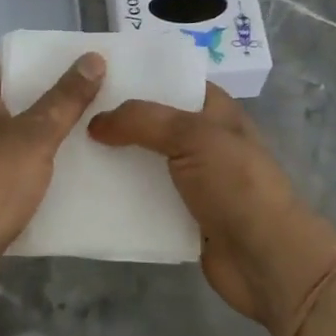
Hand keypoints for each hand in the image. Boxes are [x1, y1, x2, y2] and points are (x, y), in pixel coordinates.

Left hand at [0, 46, 105, 291]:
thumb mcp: (36, 136)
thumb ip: (65, 99)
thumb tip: (92, 58)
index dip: (14, 55)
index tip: (50, 63)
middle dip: (31, 95)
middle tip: (71, 97)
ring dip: (26, 133)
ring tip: (68, 135)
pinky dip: (18, 166)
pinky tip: (47, 178)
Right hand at [89, 84, 335, 335]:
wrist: (267, 260)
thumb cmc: (237, 184)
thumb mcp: (193, 136)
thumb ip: (143, 121)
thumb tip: (96, 123)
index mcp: (214, 110)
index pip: (171, 80)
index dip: (137, 76)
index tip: (94, 75)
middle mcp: (202, 139)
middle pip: (152, 122)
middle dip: (117, 118)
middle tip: (70, 113)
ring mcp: (192, 179)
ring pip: (144, 161)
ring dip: (114, 159)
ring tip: (68, 150)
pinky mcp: (181, 215)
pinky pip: (144, 198)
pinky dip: (121, 196)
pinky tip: (87, 191)